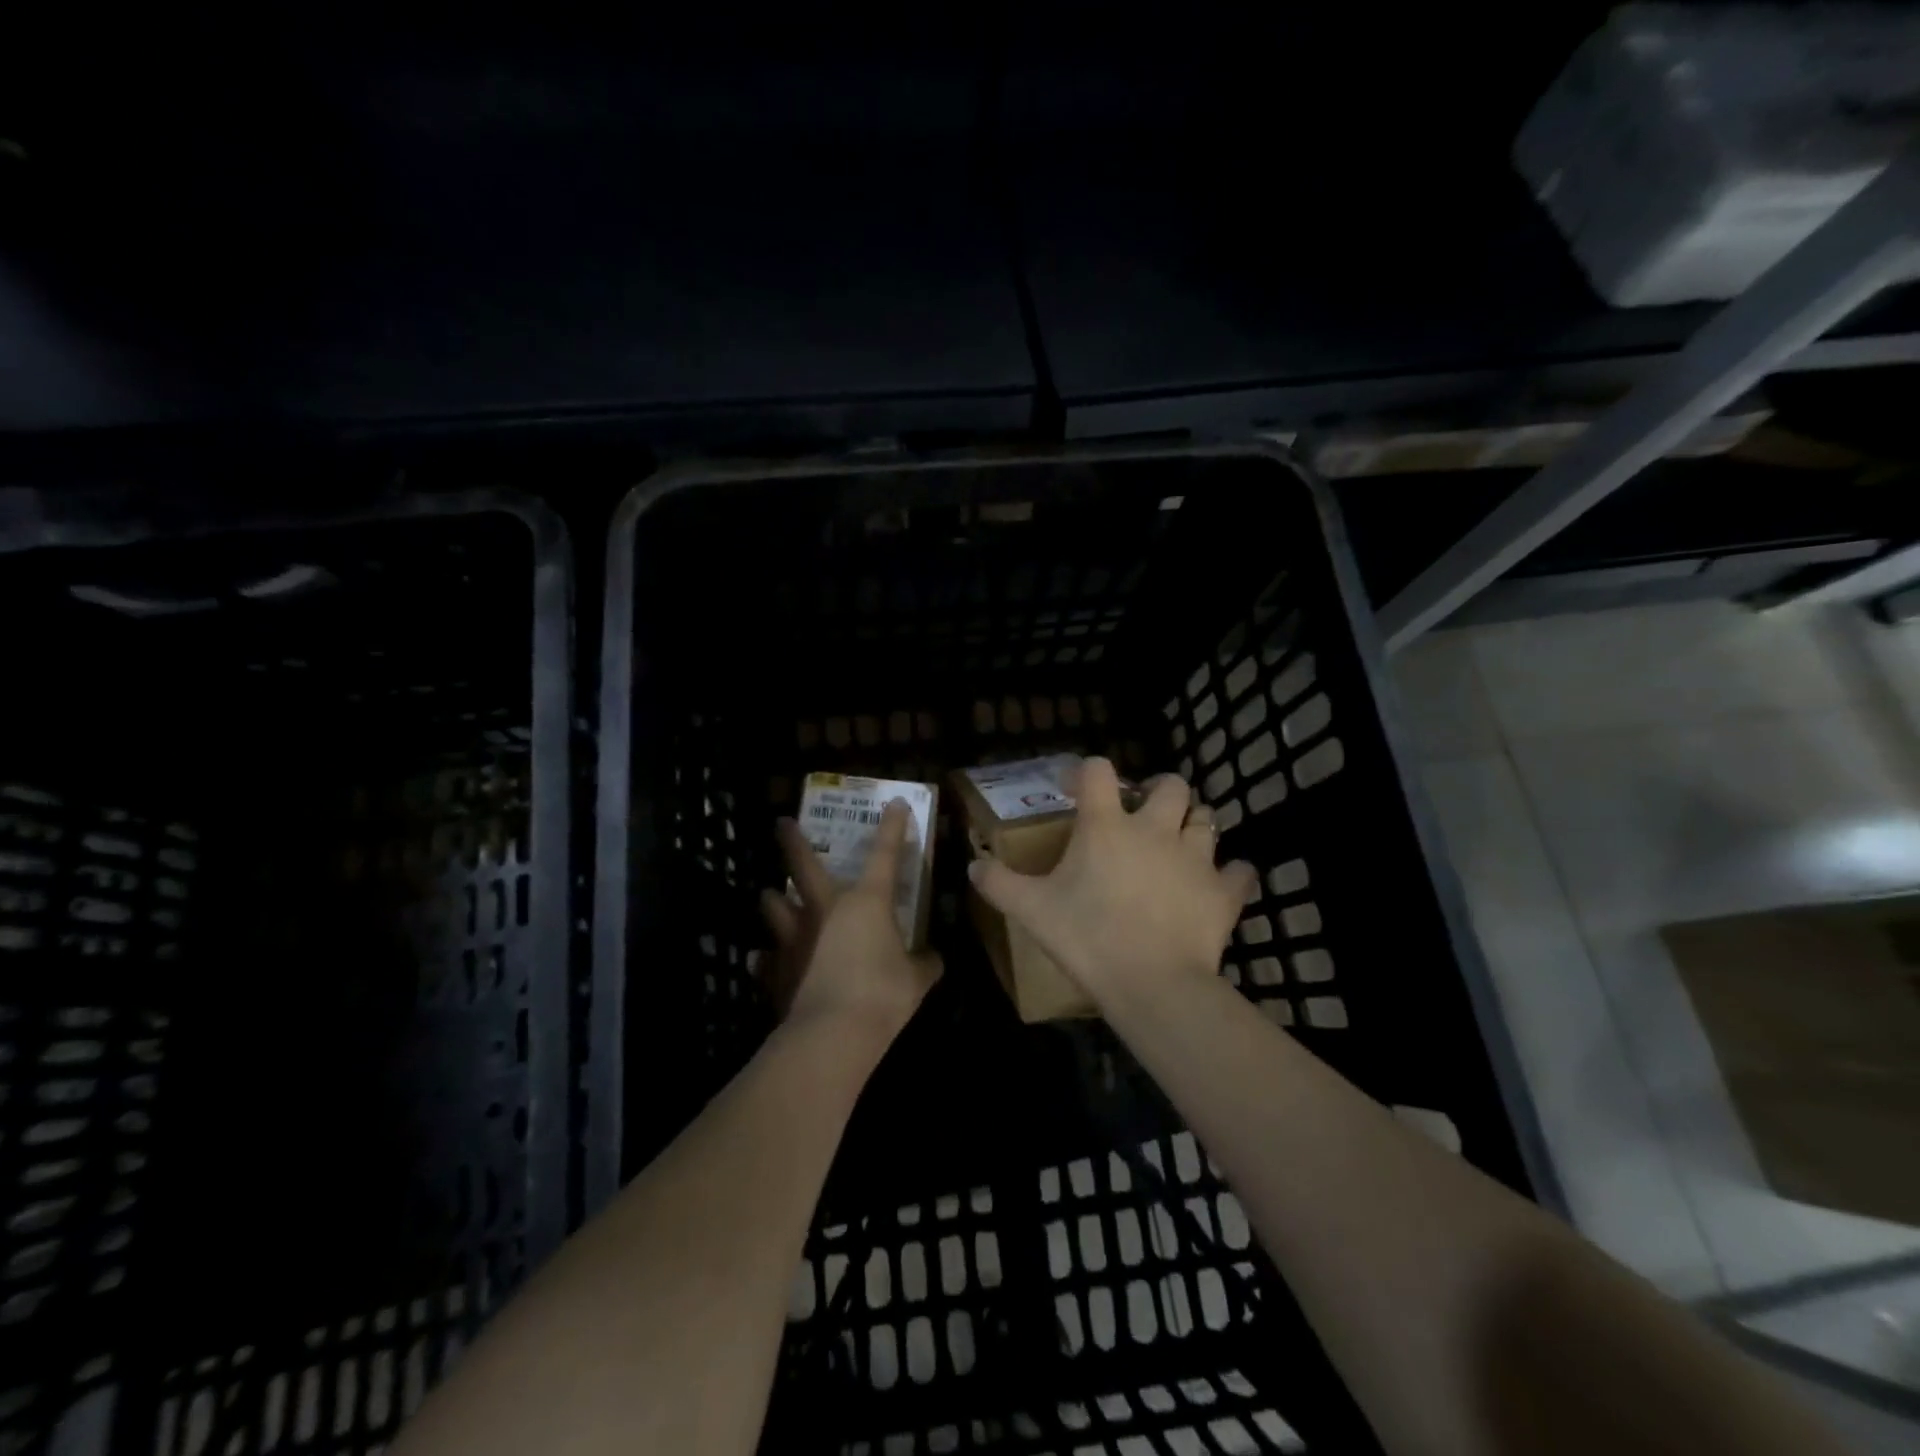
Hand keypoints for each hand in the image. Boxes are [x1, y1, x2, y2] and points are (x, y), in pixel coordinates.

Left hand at [759, 801, 940, 1041]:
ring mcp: (795, 937)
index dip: (892, 827)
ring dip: (773, 900)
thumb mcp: (916, 980)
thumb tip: (934, 957)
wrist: (832, 1035)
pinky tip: (763, 960)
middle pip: (803, 865)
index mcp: (866, 902)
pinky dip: (766, 958)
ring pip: (774, 906)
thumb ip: (926, 963)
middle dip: (792, 841)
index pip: (884, 855)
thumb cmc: (882, 996)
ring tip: (771, 896)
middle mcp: (826, 909)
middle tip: (781, 823)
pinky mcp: (776, 969)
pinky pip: (765, 958)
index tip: (894, 802)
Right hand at [968, 757, 1254, 1006]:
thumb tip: (972, 865)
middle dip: (1160, 791)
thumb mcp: (1031, 911)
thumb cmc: (1087, 938)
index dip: (1086, 771)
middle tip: (1145, 812)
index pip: (1098, 771)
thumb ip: (999, 883)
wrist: (1152, 984)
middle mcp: (1155, 829)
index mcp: (1107, 826)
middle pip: (1172, 784)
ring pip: (1208, 819)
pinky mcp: (1224, 892)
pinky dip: (1231, 875)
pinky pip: (1240, 872)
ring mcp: (1196, 858)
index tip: (1075, 789)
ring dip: (1195, 825)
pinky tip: (1218, 885)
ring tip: (1180, 844)